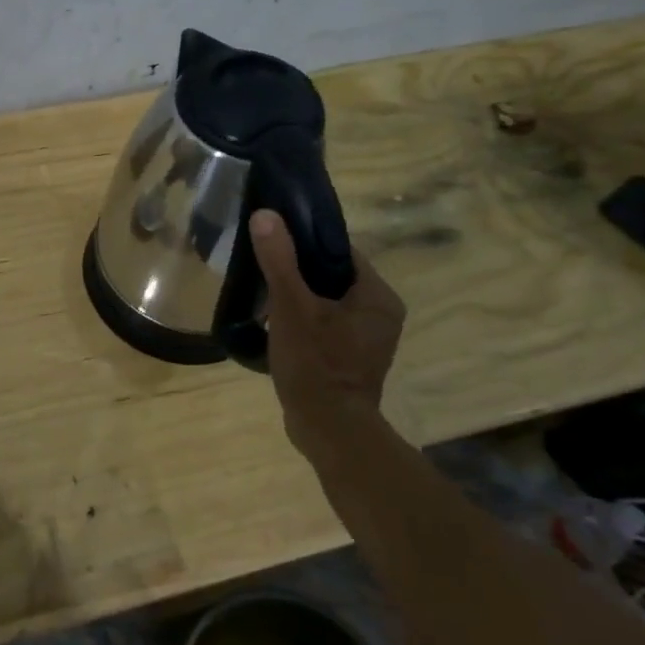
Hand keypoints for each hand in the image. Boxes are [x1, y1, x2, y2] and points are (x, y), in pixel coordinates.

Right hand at [250, 210, 405, 452]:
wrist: (327, 429)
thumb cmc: (316, 363)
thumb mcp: (292, 306)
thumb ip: (279, 260)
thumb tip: (266, 215)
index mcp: (378, 297)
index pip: (342, 252)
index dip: (307, 243)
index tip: (275, 242)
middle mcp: (380, 315)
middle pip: (333, 277)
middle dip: (298, 273)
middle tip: (264, 270)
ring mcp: (367, 340)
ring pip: (327, 302)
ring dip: (298, 298)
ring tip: (264, 296)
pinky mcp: (351, 360)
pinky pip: (325, 326)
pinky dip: (302, 321)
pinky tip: (274, 325)